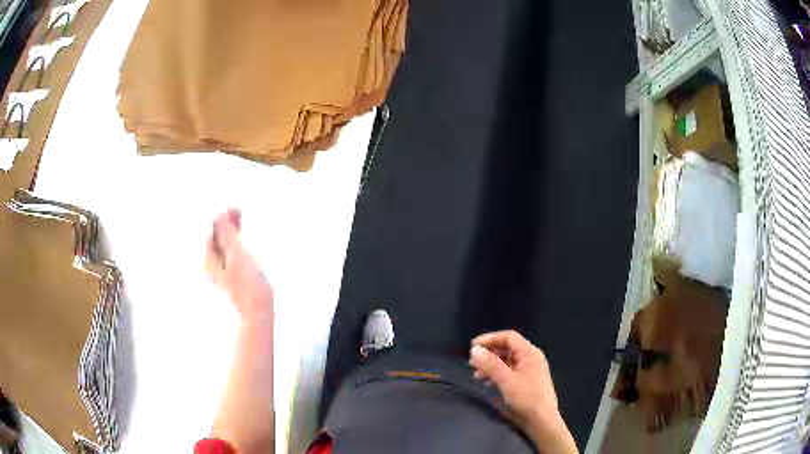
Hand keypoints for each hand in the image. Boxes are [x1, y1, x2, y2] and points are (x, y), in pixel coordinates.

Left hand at [205, 209, 272, 321]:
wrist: (258, 313)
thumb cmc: (248, 286)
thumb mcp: (237, 256)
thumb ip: (227, 235)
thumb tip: (220, 216)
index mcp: (209, 259)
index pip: (212, 231)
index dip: (222, 217)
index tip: (235, 208)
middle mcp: (213, 265)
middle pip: (216, 237)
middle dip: (226, 223)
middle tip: (239, 211)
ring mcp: (223, 271)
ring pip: (224, 244)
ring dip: (231, 231)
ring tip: (241, 220)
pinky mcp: (233, 276)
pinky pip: (230, 252)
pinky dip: (236, 242)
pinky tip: (243, 239)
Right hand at [469, 330, 576, 453]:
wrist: (541, 420)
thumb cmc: (527, 397)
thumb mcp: (506, 380)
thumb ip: (490, 364)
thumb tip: (475, 350)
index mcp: (529, 353)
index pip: (509, 337)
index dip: (490, 339)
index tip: (473, 347)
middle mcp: (530, 359)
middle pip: (507, 348)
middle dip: (489, 354)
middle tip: (472, 363)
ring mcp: (529, 371)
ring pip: (507, 362)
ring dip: (491, 366)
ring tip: (476, 375)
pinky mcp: (525, 383)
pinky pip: (509, 372)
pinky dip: (497, 375)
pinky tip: (487, 383)